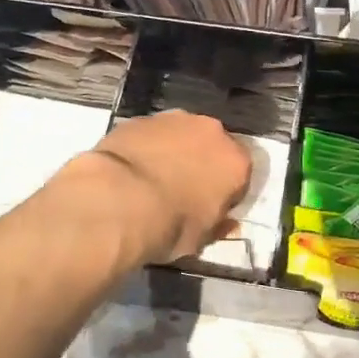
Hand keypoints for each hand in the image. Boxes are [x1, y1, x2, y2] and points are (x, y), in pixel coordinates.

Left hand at [84, 110, 251, 264]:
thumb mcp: (200, 240)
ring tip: (153, 177)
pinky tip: (131, 168)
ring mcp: (175, 119)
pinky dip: (147, 147)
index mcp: (235, 162)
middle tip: (182, 189)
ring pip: (181, 134)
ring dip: (174, 151)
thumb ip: (218, 226)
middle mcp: (212, 132)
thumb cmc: (170, 225)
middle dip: (202, 164)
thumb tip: (227, 224)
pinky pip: (151, 134)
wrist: (118, 199)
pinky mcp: (141, 118)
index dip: (226, 192)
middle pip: (212, 147)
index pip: (240, 176)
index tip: (210, 207)